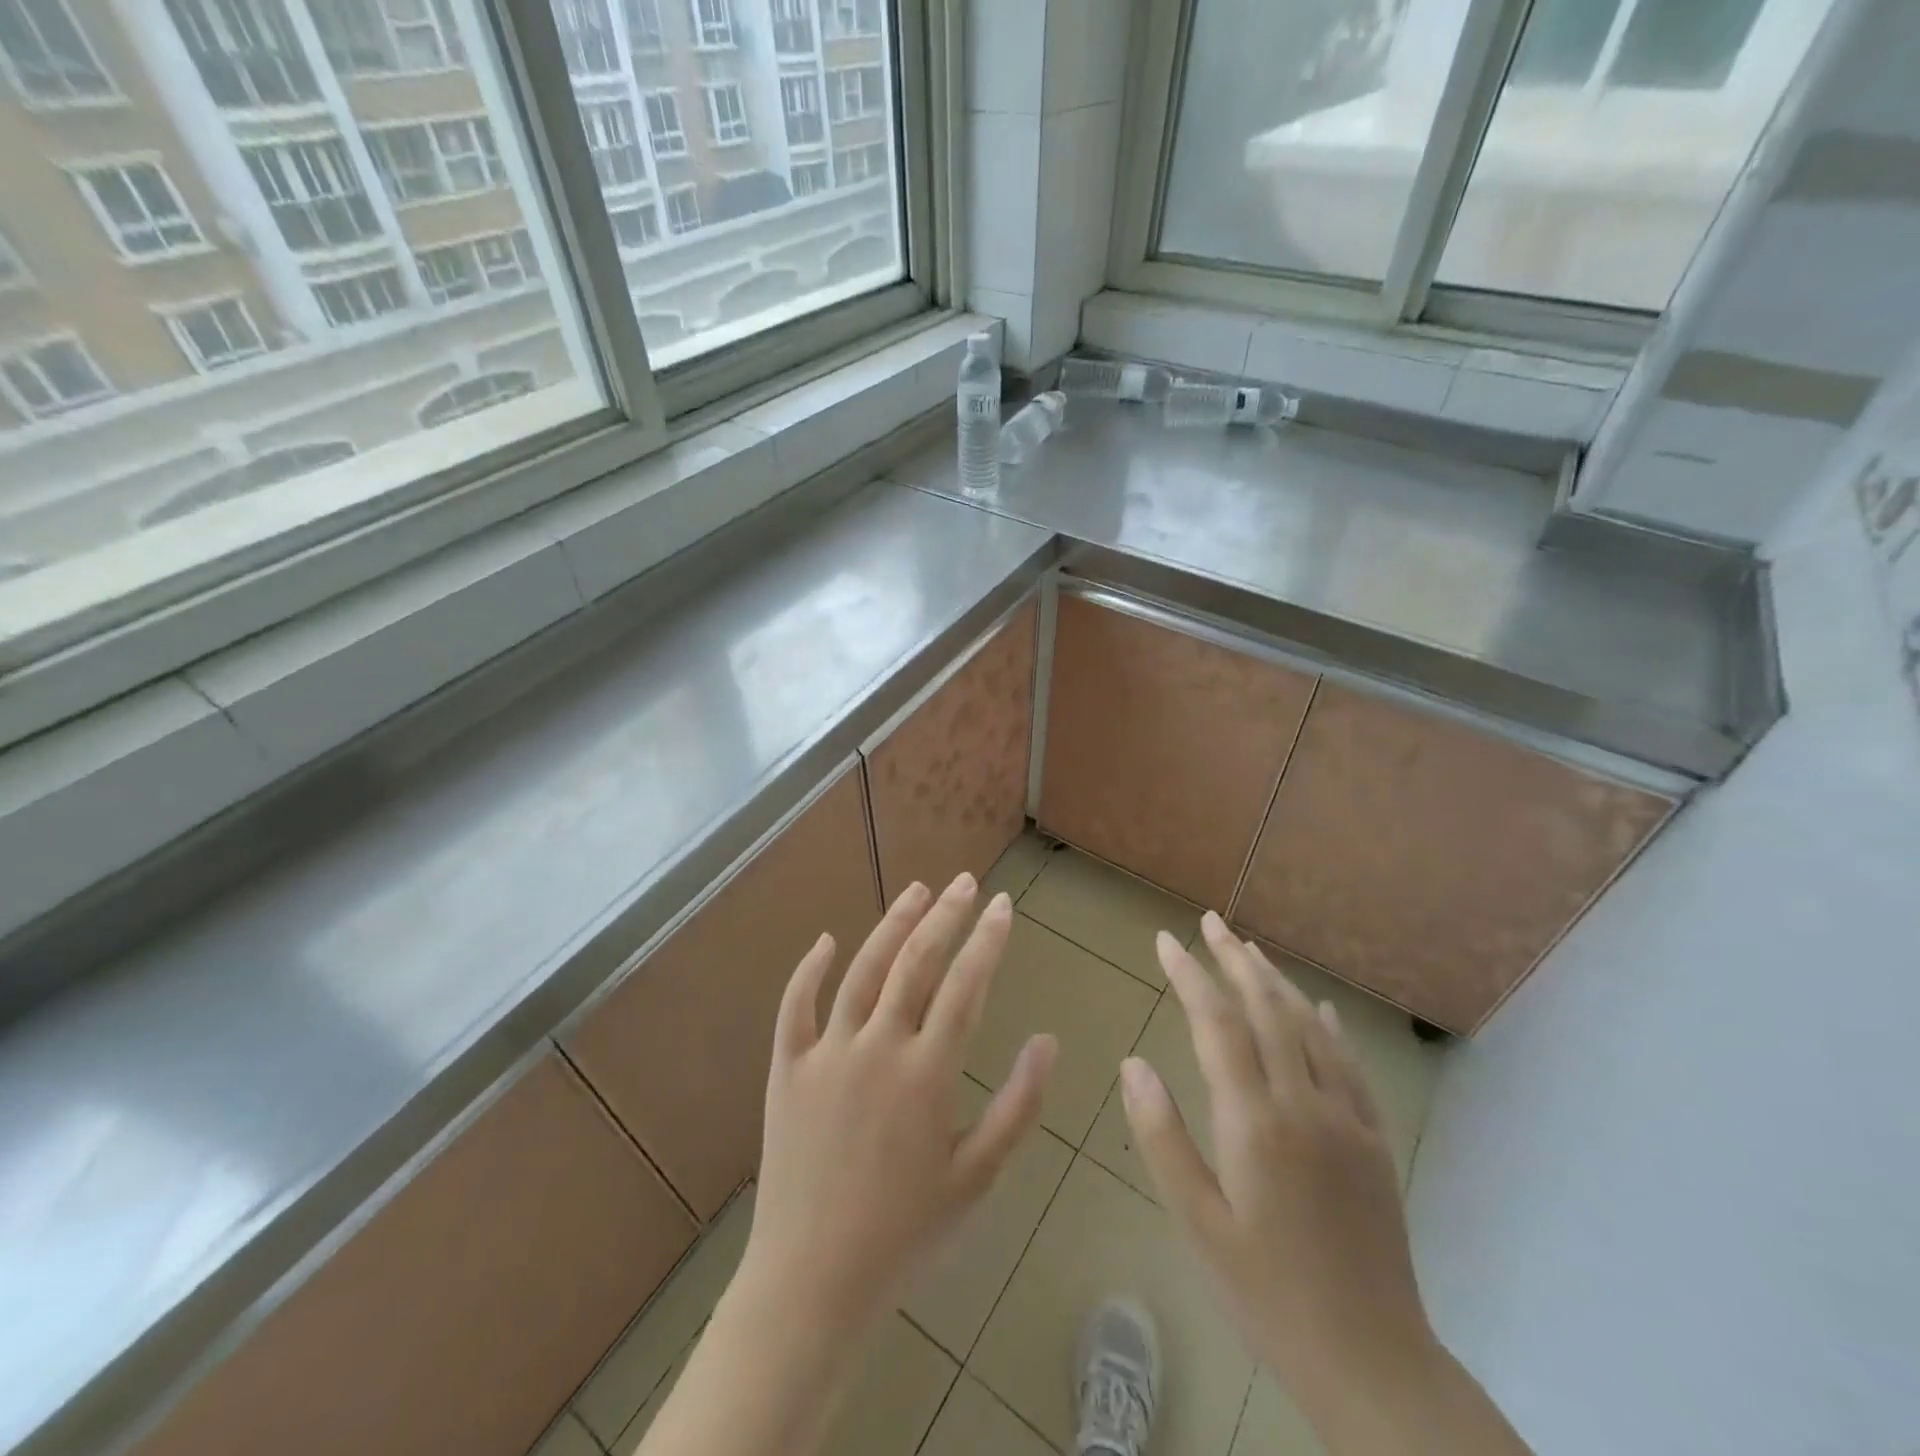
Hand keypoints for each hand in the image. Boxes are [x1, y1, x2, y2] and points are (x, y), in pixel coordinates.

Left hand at [734, 874, 1057, 1338]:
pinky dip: (810, 969)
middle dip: (946, 916)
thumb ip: (1018, 1105)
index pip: (966, 985)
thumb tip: (1047, 1040)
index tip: (1002, 904)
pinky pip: (795, 1006)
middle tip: (966, 883)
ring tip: (917, 891)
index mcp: (927, 1072)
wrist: (813, 1281)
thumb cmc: (906, 1233)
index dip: (987, 939)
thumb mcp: (977, 1177)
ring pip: (863, 970)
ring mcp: (827, 1052)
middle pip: (916, 962)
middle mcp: (878, 1046)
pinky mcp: (786, 1068)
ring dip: (892, 925)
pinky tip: (827, 940)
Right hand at [1120, 914, 1432, 1421]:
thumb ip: (1162, 1136)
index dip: (1190, 975)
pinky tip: (1317, 1009)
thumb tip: (1133, 1063)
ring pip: (1308, 1028)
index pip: (1217, 1025)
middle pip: (1266, 1010)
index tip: (1166, 940)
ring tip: (1250, 949)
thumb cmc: (1266, 1293)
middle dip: (1234, 960)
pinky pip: (1349, 1066)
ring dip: (1276, 982)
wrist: (1372, 1361)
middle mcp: (1304, 1104)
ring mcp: (1347, 1120)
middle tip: (1211, 921)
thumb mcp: (1197, 1222)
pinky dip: (1327, 1027)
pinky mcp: (1374, 1142)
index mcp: (1255, 1122)